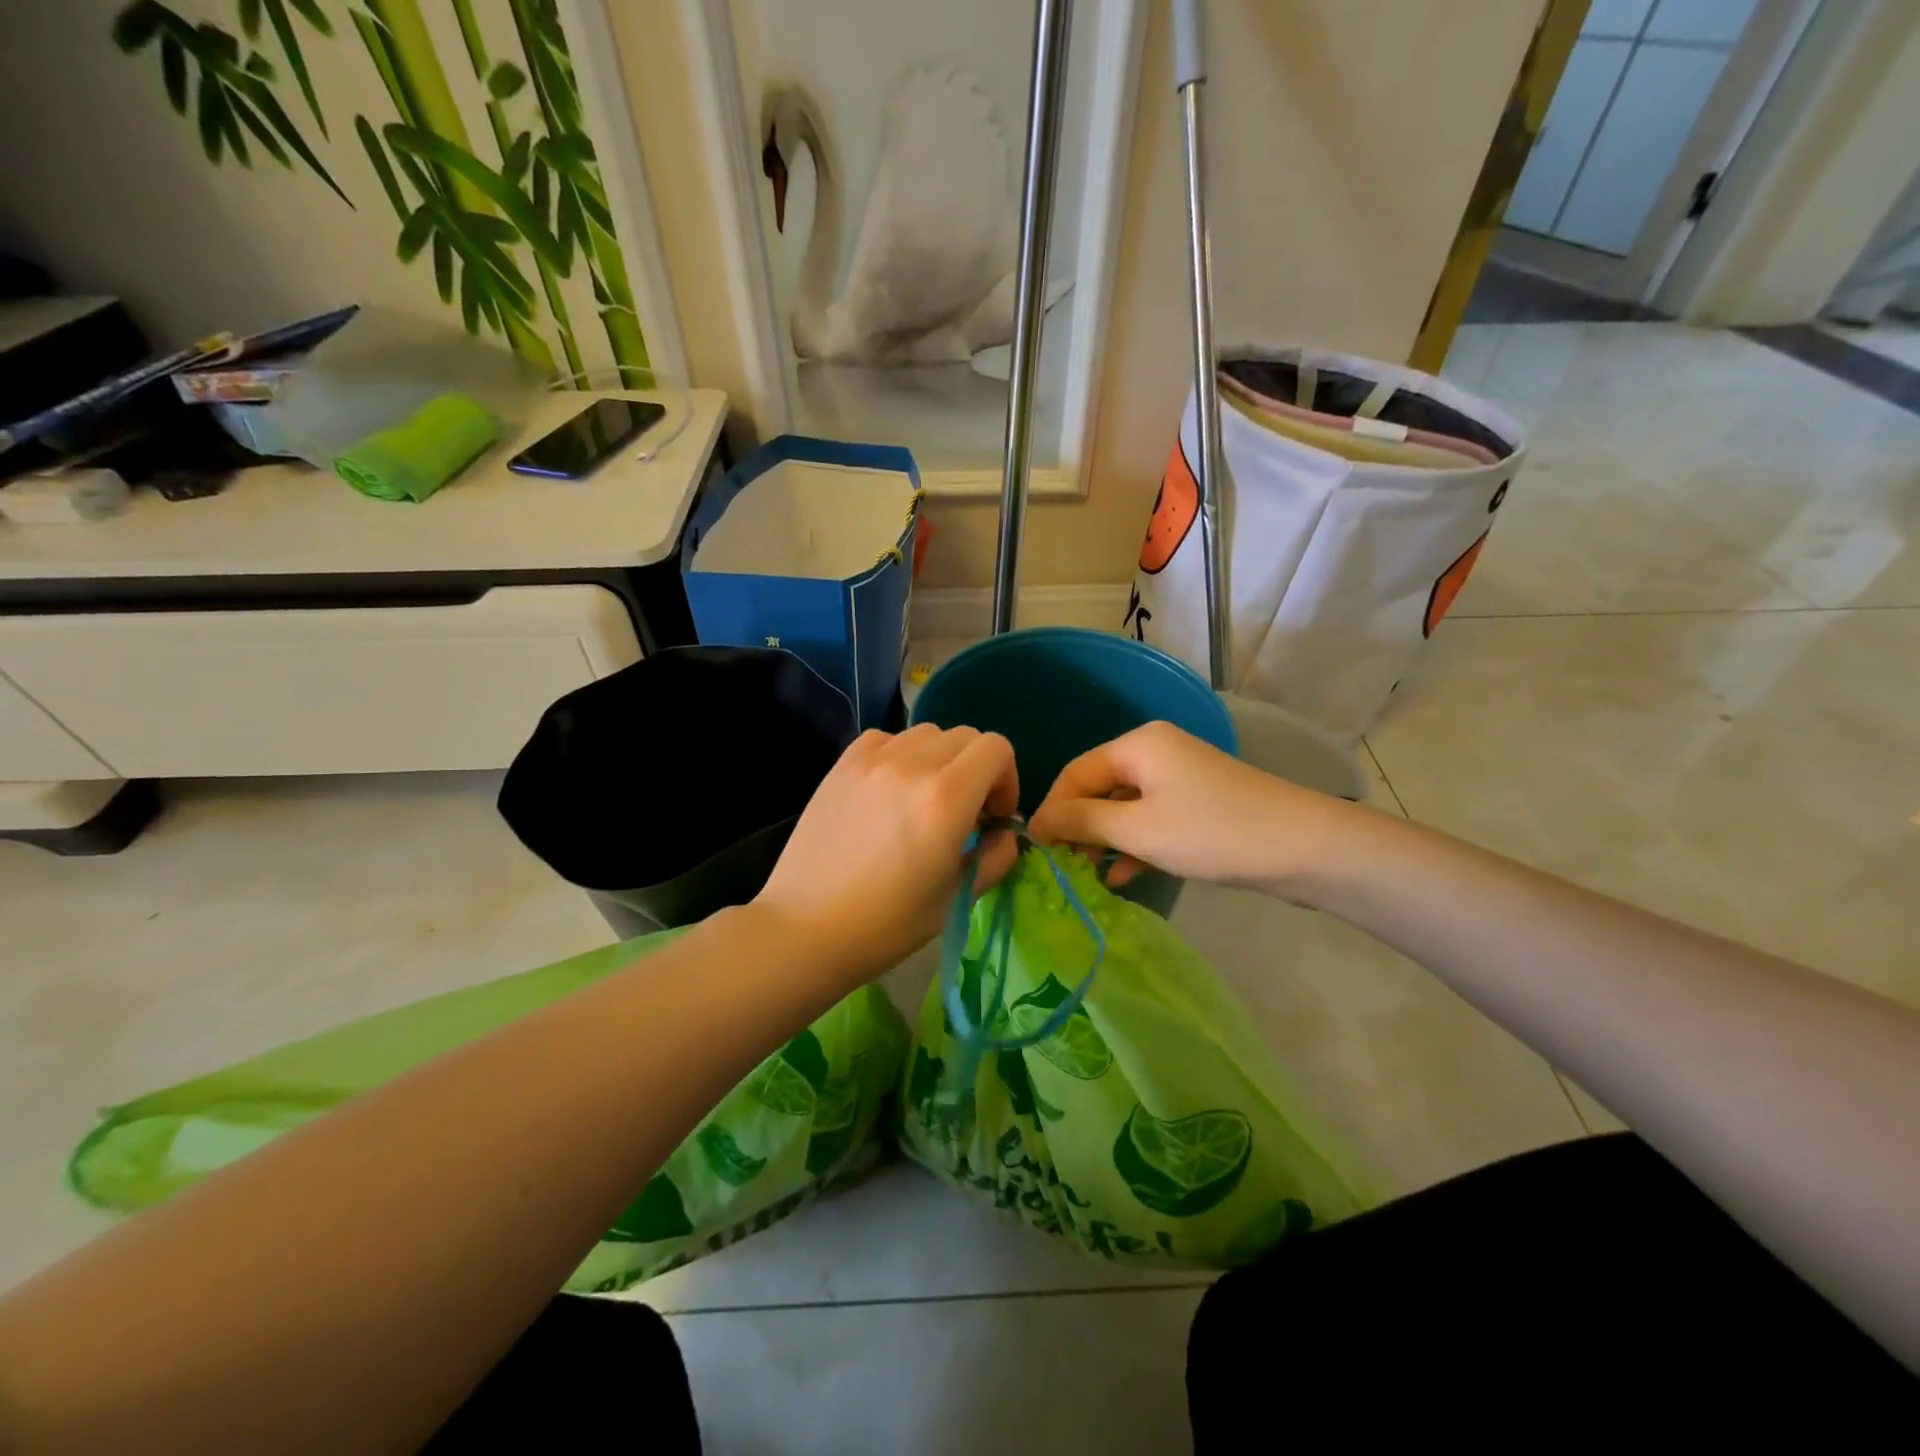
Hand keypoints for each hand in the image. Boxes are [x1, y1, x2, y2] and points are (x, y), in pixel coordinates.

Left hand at [752, 724, 1019, 985]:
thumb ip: (995, 858)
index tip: (994, 816)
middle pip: (965, 737)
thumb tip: (1005, 833)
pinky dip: (901, 754)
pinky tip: (891, 790)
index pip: (995, 749)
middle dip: (977, 769)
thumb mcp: (956, 899)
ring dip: (940, 760)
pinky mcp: (843, 764)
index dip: (1006, 778)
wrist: (806, 928)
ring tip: (925, 800)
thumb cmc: (887, 924)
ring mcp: (872, 759)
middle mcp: (911, 765)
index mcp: (946, 798)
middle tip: (964, 812)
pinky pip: (887, 738)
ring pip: (926, 734)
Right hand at [1026, 721, 1352, 900]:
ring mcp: (1180, 778)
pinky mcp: (1198, 804)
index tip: (1035, 850)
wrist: (1305, 848)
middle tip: (1060, 868)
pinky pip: (1151, 819)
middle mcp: (1155, 752)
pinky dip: (1134, 844)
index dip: (1051, 810)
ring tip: (1086, 875)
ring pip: (1124, 807)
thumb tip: (1036, 823)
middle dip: (1077, 827)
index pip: (1075, 773)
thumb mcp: (1138, 830)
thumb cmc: (1212, 832)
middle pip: (1098, 788)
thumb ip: (1082, 822)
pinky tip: (1121, 876)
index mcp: (1137, 745)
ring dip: (1104, 840)